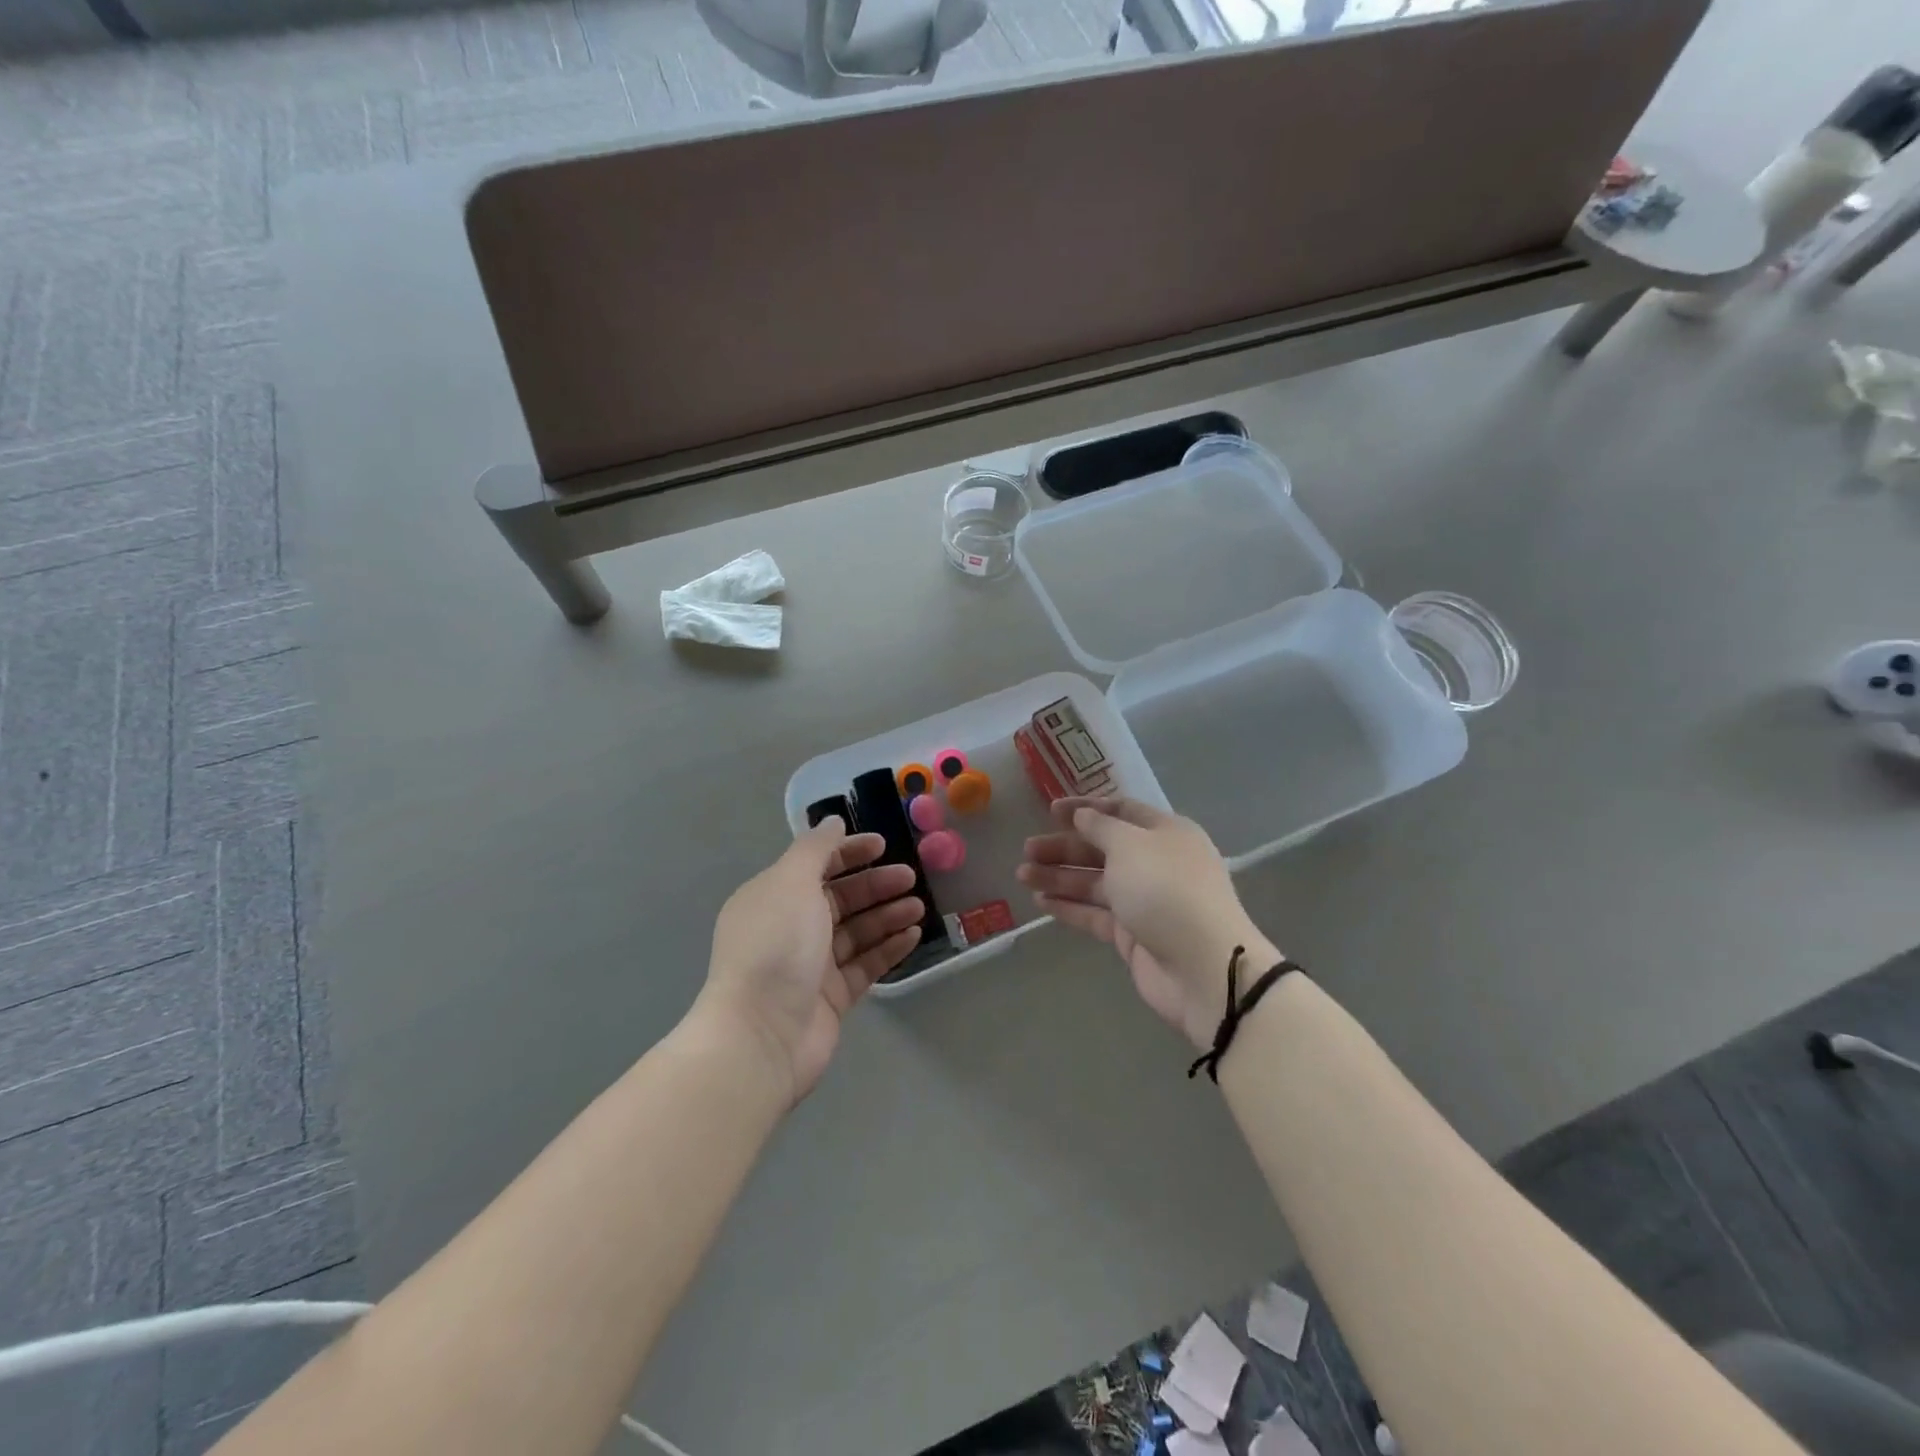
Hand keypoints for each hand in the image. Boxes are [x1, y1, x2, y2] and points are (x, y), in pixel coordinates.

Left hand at [701, 820, 922, 1104]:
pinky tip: (913, 935)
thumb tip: (833, 821)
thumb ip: (815, 848)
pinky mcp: (832, 997)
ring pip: (857, 931)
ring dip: (887, 915)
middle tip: (911, 877)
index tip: (884, 845)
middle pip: (840, 898)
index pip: (816, 865)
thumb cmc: (776, 946)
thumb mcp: (791, 882)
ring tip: (919, 907)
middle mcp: (791, 928)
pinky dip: (888, 948)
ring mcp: (812, 965)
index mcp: (774, 897)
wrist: (761, 1035)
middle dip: (875, 885)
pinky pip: (865, 964)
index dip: (849, 852)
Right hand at [1016, 797, 1276, 1049]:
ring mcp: (1144, 901)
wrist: (1201, 967)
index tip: (1050, 810)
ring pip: (1094, 882)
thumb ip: (1101, 827)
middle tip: (1027, 849)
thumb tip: (1083, 816)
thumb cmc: (1166, 890)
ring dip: (1059, 876)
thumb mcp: (1130, 845)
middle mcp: (1155, 863)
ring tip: (1022, 874)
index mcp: (1165, 833)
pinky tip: (1040, 901)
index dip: (1086, 808)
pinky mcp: (1132, 935)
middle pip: (1103, 848)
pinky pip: (1095, 914)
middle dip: (1065, 846)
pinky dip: (1069, 906)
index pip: (1121, 811)